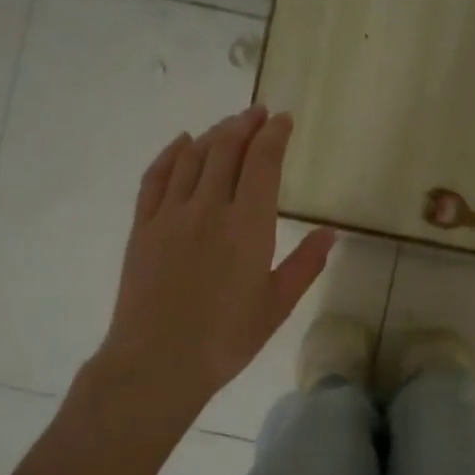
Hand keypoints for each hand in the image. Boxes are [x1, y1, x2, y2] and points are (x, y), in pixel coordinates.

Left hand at [97, 106, 333, 410]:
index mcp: (248, 225)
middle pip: (226, 149)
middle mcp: (208, 208)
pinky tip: (181, 142)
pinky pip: (156, 177)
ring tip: (229, 125)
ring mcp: (171, 214)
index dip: (274, 135)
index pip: (262, 162)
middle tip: (259, 112)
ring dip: (213, 134)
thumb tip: (331, 232)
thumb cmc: (226, 339)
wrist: (157, 362)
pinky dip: (171, 154)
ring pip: (192, 157)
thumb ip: (305, 264)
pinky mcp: (143, 227)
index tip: (284, 119)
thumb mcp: (277, 305)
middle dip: (245, 124)